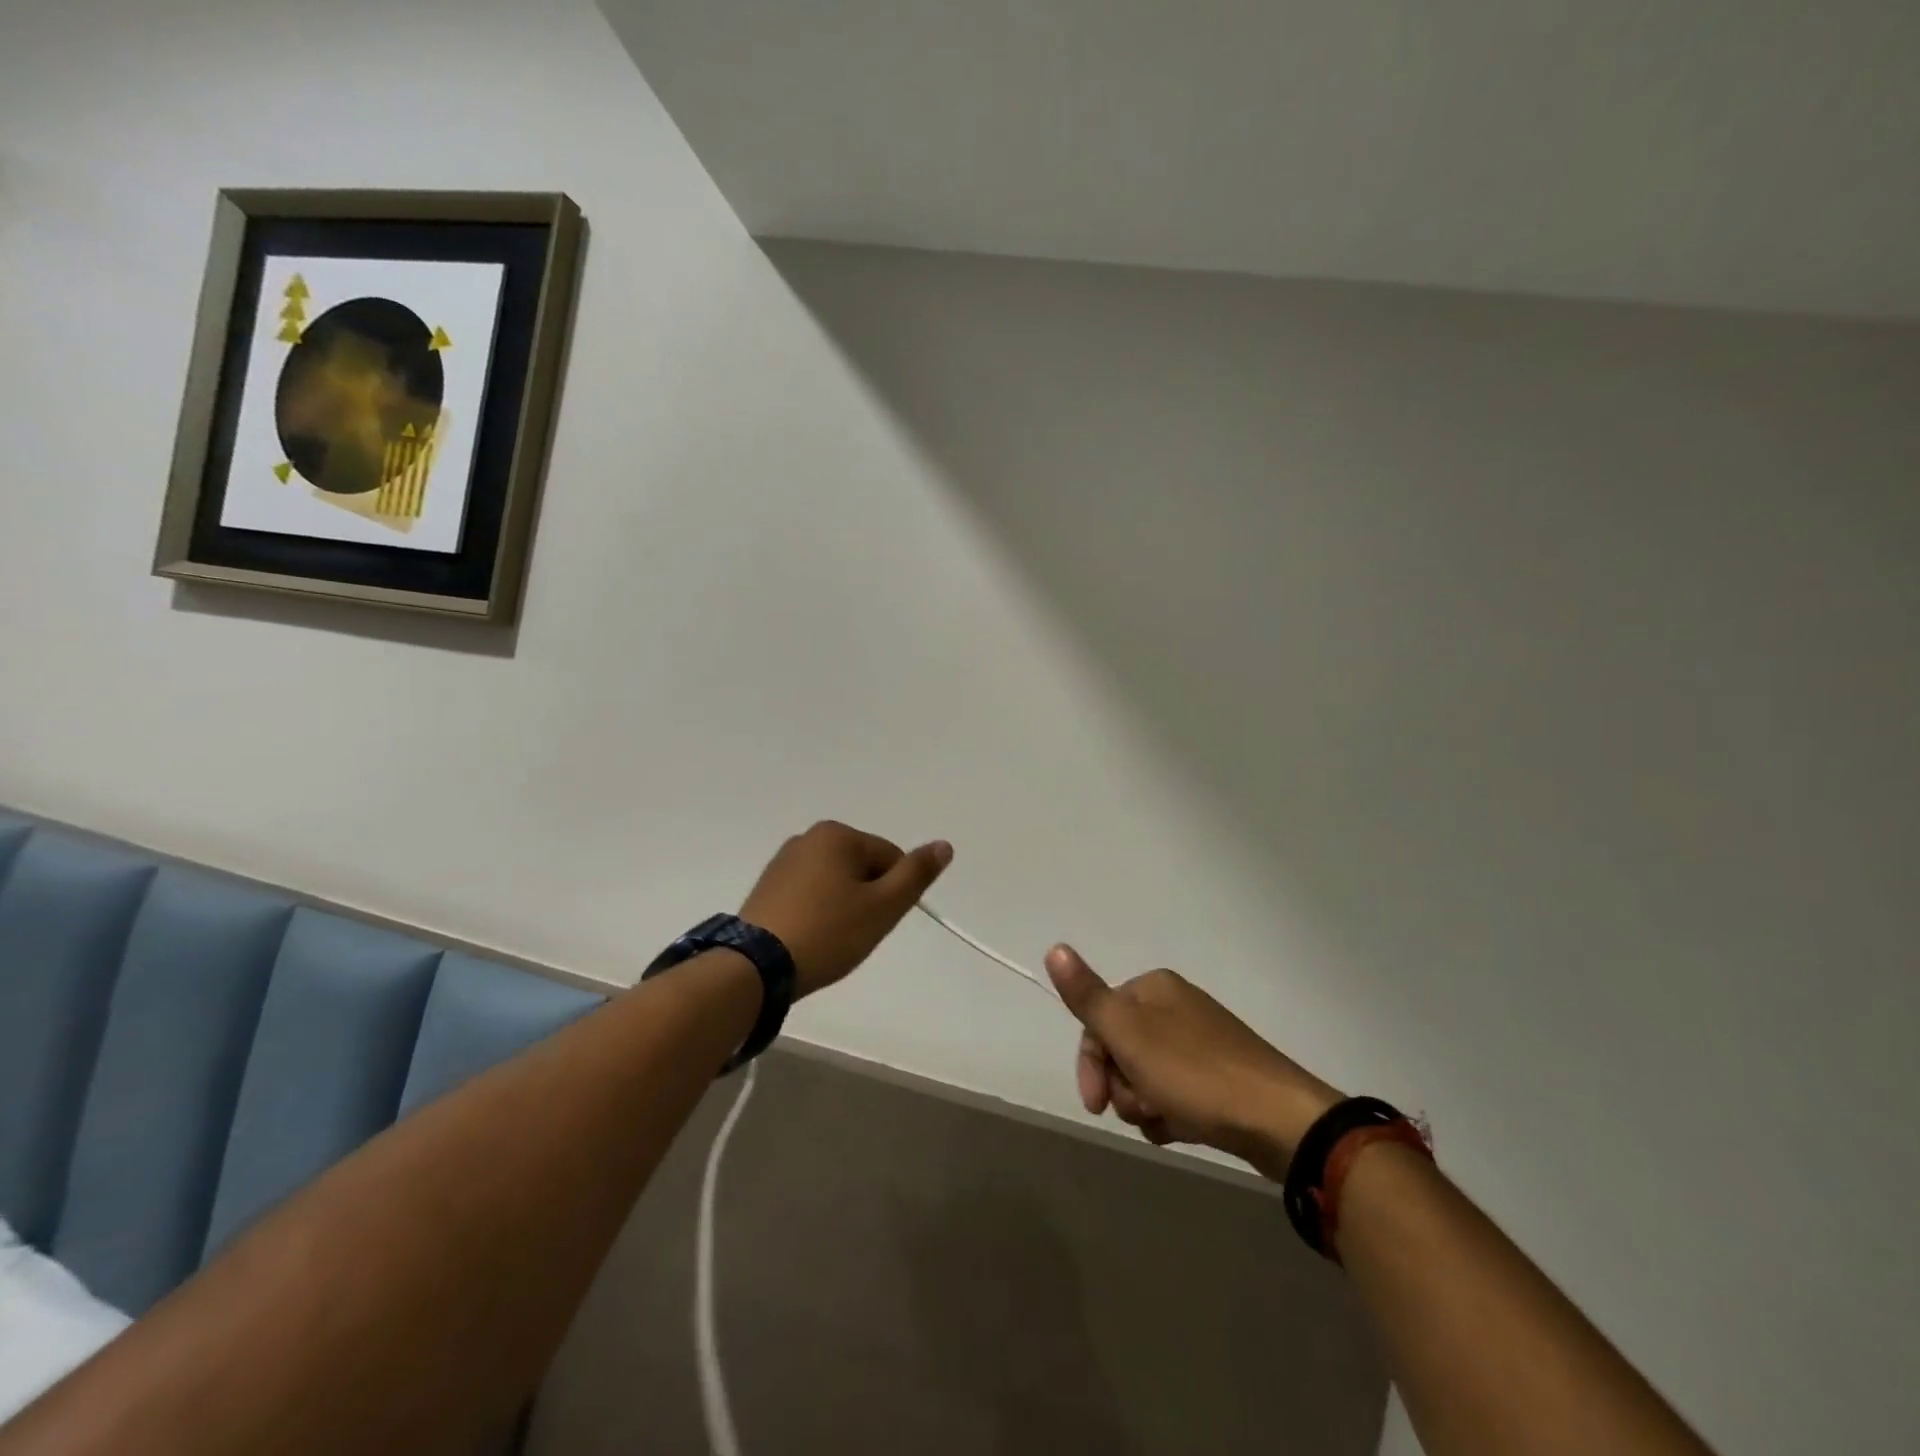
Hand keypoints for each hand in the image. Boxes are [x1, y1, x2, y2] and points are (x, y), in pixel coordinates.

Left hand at [740, 821, 951, 996]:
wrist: (755, 968)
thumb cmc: (828, 932)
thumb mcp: (883, 906)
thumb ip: (916, 874)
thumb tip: (944, 845)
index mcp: (837, 834)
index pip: (889, 858)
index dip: (892, 893)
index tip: (876, 922)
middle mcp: (808, 837)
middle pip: (862, 867)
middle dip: (867, 898)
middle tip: (854, 933)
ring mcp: (782, 862)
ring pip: (835, 882)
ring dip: (842, 907)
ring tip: (830, 939)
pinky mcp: (766, 887)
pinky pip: (808, 894)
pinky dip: (817, 913)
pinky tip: (810, 938)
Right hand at [1045, 946, 1343, 1179]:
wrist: (1279, 1121)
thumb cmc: (1195, 1074)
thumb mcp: (1129, 1035)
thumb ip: (1087, 996)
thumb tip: (1054, 947)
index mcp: (1153, 988)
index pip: (1098, 1020)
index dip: (1092, 1064)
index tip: (1095, 1104)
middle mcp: (1176, 1006)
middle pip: (1121, 1049)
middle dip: (1122, 1086)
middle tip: (1141, 1109)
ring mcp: (1201, 1042)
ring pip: (1146, 1076)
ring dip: (1146, 1104)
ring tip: (1168, 1121)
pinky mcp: (1220, 1077)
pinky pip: (1176, 1093)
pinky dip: (1171, 1114)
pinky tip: (1183, 1129)